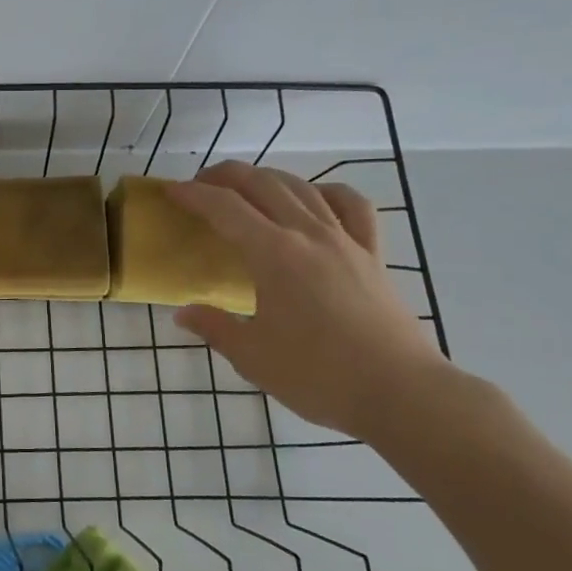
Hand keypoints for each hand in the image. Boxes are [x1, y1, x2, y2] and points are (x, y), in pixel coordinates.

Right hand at [167, 163, 446, 441]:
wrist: (401, 394)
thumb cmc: (318, 376)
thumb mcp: (252, 356)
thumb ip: (214, 327)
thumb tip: (183, 313)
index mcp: (273, 255)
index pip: (224, 208)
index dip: (193, 195)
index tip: (170, 191)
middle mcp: (308, 235)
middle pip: (263, 184)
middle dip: (226, 176)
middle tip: (201, 184)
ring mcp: (346, 241)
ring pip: (303, 187)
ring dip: (268, 177)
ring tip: (247, 187)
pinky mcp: (373, 255)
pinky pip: (352, 206)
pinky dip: (327, 192)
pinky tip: (315, 199)